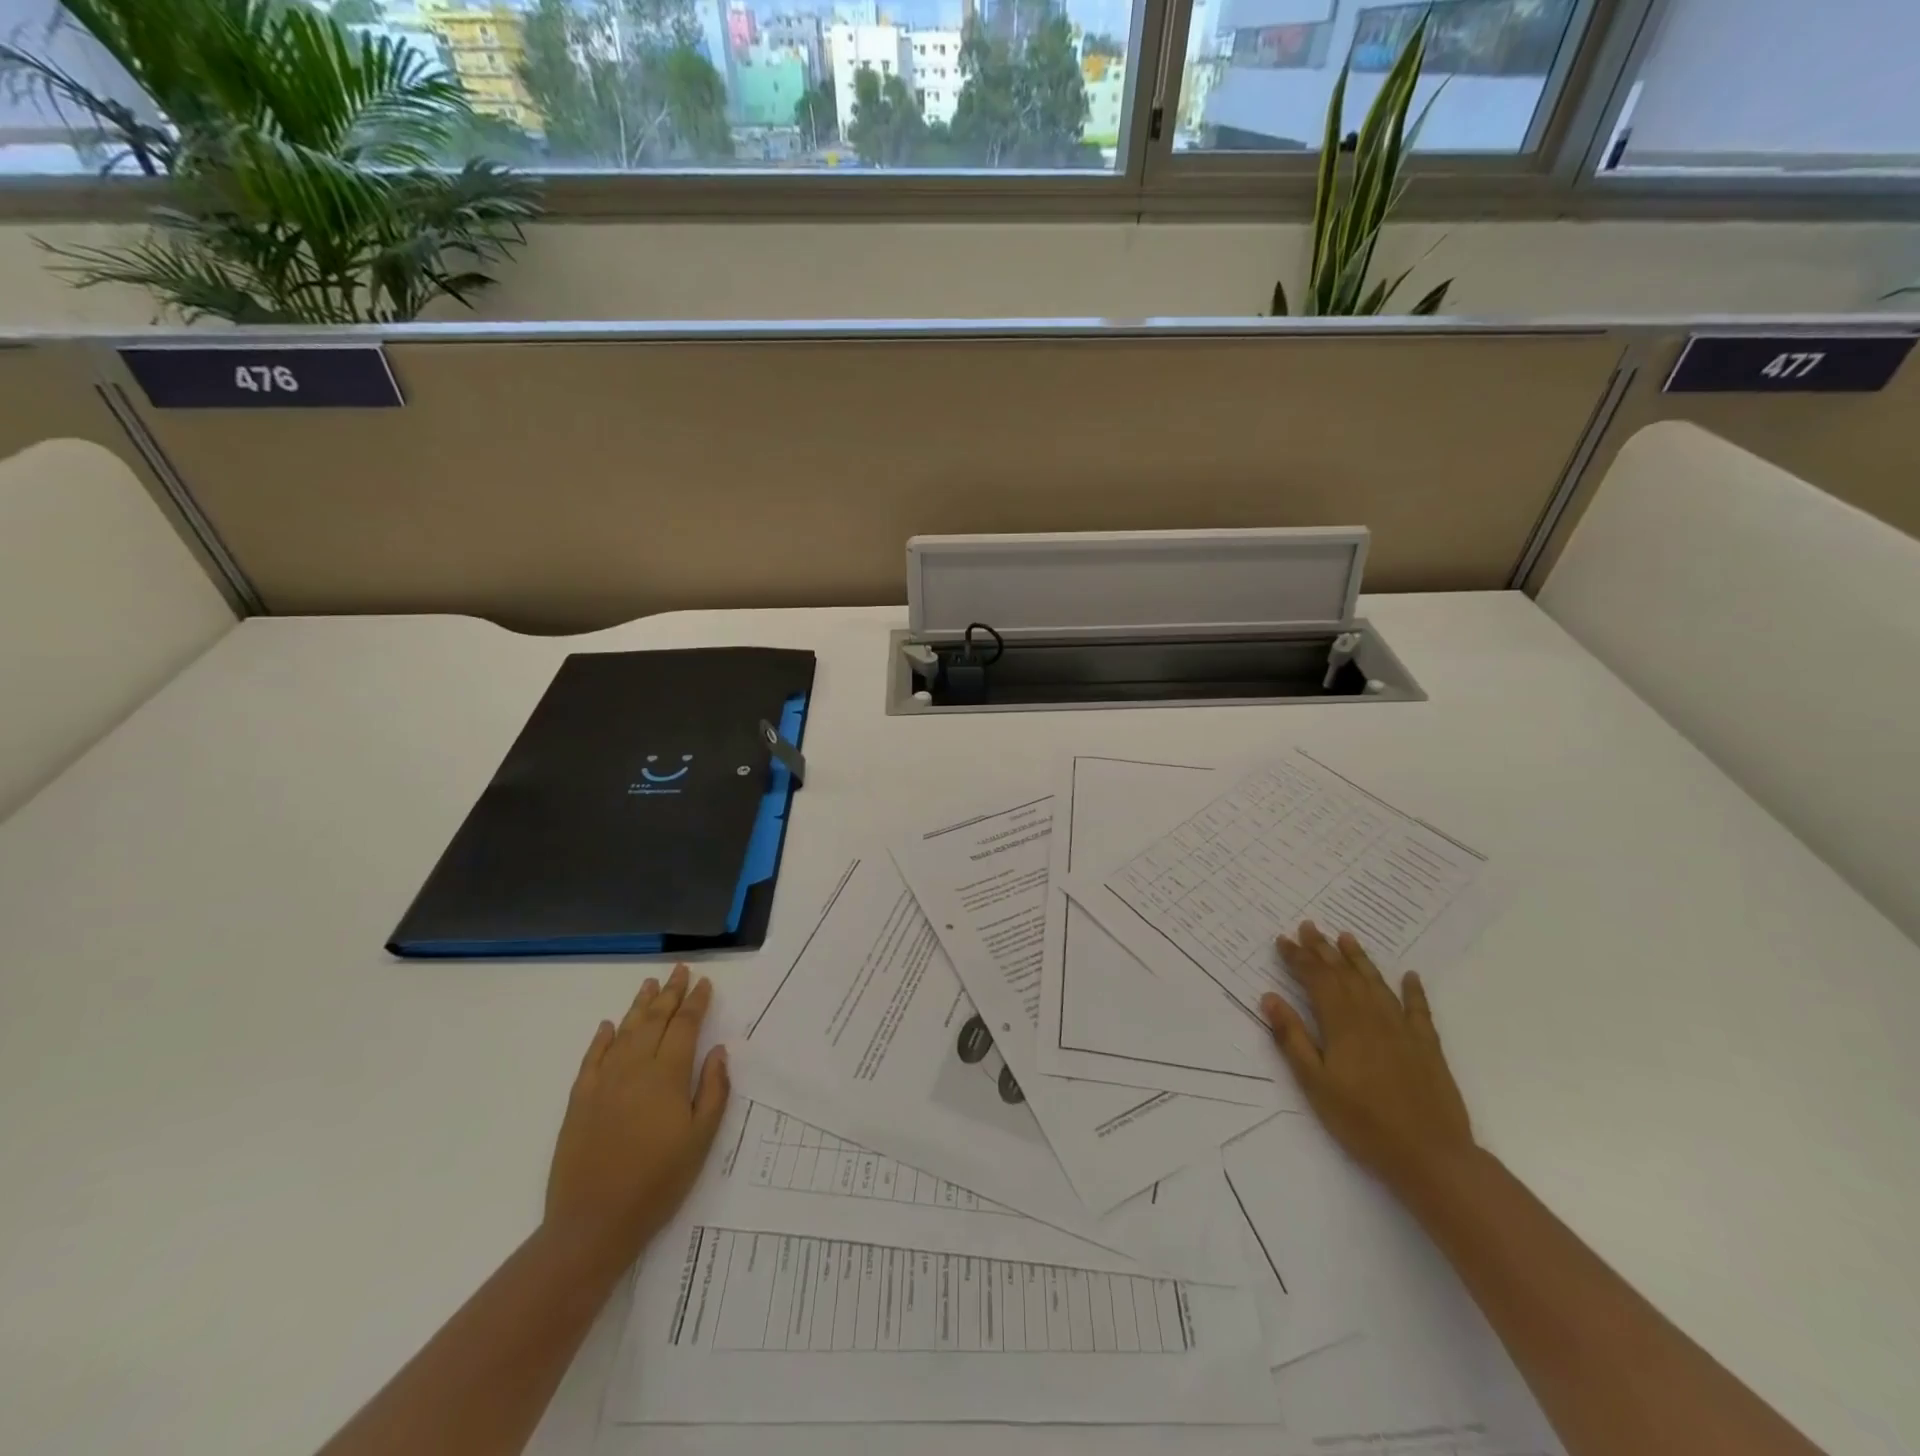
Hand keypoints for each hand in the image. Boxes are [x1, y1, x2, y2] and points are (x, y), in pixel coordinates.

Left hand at [545, 965, 730, 1268]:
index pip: (685, 1026)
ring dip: (639, 1006)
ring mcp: (603, 1082)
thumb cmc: (658, 1182)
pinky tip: (608, 1026)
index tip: (704, 983)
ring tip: (650, 985)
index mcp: (667, 1075)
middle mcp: (635, 1068)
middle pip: (655, 1020)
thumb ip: (713, 1090)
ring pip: (624, 1031)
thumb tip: (717, 1051)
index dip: (696, 1002)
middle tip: (680, 970)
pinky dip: (602, 1038)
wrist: (593, 1223)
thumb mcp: (701, 1139)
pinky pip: (592, 1058)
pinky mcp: (580, 1100)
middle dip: (670, 993)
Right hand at [1260, 922, 1474, 1196]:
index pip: (1315, 980)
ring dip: (1359, 959)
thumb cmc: (1362, 1121)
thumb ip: (1292, 1038)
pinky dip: (1413, 990)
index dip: (1298, 958)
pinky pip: (1418, 1009)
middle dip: (1323, 949)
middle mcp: (1371, 1016)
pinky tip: (1410, 976)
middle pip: (1344, 974)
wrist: (1429, 1155)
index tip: (1283, 940)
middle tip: (1308, 926)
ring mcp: (1402, 1029)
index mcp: (1341, 1024)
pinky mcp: (1427, 1046)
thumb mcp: (1314, 1083)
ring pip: (1376, 983)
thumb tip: (1270, 998)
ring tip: (1345, 937)